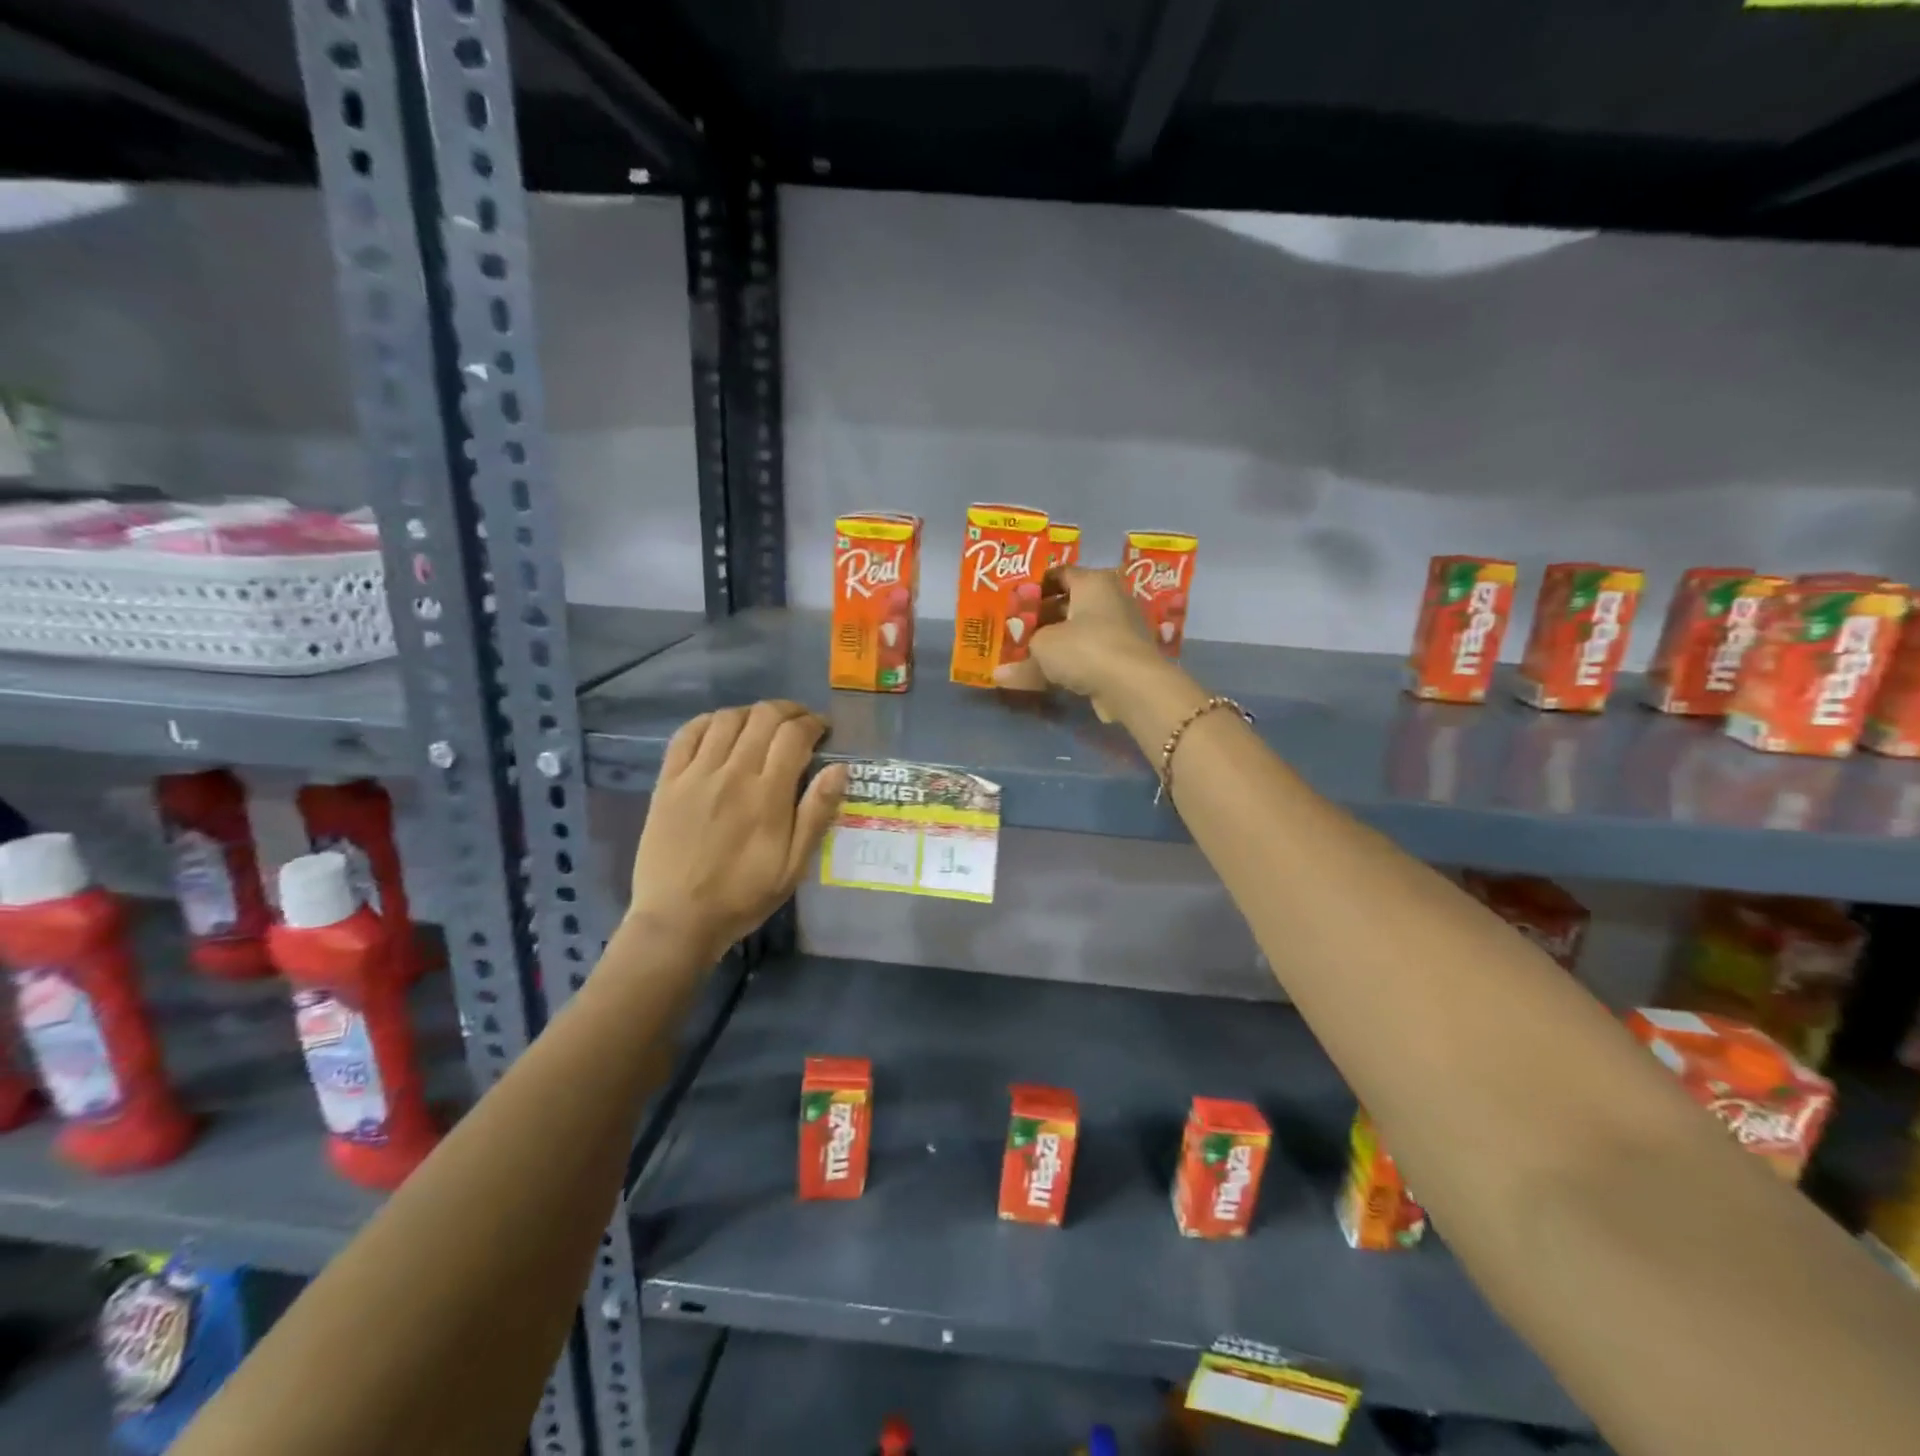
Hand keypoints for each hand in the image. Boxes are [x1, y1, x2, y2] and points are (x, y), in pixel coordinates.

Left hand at [628, 700, 847, 957]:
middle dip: (789, 711)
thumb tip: (840, 768)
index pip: (794, 735)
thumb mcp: (793, 866)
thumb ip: (816, 814)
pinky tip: (721, 730)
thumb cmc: (743, 896)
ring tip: (762, 727)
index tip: (823, 730)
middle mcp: (732, 774)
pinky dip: (709, 722)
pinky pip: (687, 734)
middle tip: (799, 724)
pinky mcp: (667, 782)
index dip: (813, 723)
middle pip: (763, 717)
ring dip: (752, 713)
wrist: (677, 919)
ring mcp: (695, 775)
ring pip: (727, 718)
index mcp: (767, 795)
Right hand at [993, 567, 1166, 718]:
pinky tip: (1048, 676)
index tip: (1012, 603)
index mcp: (1093, 581)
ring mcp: (1120, 629)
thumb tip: (1000, 674)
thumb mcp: (1043, 647)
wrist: (1133, 687)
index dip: (1033, 587)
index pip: (1059, 574)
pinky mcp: (1123, 657)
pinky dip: (1069, 663)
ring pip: (1078, 632)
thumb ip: (1021, 657)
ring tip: (1025, 655)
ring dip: (1054, 643)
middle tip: (1014, 631)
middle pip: (1068, 604)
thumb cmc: (1085, 649)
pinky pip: (1088, 654)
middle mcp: (1110, 598)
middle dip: (1041, 618)